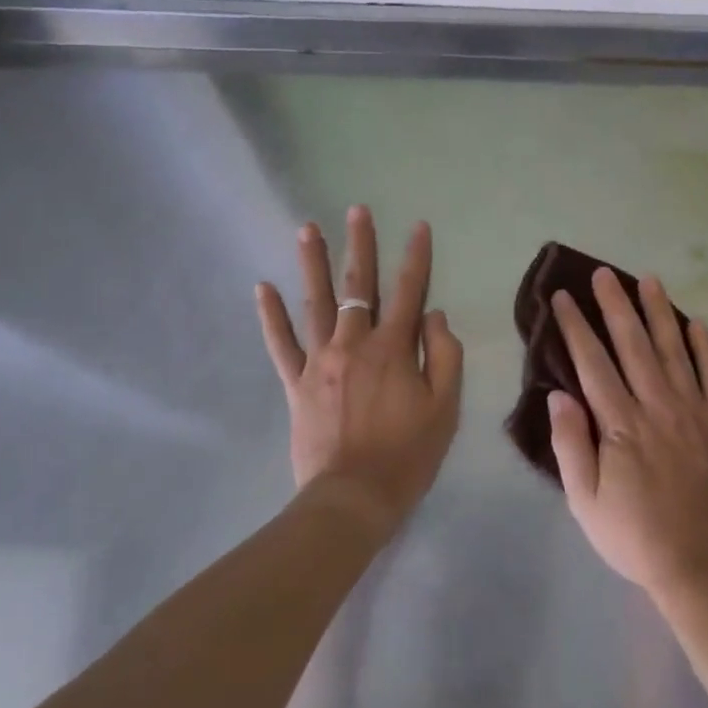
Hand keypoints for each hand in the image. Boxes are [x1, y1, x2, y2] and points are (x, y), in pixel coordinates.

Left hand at [256, 206, 463, 534]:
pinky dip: (270, 316)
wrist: (353, 498)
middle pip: (357, 285)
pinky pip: (280, 344)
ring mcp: (320, 361)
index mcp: (394, 348)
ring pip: (314, 303)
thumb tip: (434, 315)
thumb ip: (444, 355)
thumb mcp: (445, 407)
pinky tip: (262, 288)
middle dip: (360, 245)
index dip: (416, 256)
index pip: (408, 290)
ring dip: (312, 263)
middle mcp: (354, 343)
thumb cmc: (408, 454)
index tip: (417, 226)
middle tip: (356, 210)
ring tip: (307, 228)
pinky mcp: (296, 383)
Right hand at [548, 268, 707, 600]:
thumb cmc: (634, 537)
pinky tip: (696, 323)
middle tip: (604, 273)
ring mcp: (694, 413)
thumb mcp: (585, 502)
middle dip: (616, 305)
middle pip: (633, 345)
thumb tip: (558, 394)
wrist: (702, 568)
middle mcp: (657, 407)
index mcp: (621, 425)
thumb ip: (571, 444)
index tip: (564, 296)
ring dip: (659, 313)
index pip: (593, 363)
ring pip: (674, 350)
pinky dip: (705, 348)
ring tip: (649, 280)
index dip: (577, 327)